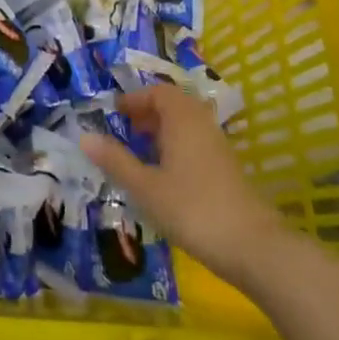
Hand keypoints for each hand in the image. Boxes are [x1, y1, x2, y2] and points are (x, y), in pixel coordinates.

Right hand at [80, 82, 287, 286]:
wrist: (253, 247)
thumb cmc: (192, 209)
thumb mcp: (145, 187)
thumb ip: (116, 161)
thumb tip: (85, 136)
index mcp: (182, 119)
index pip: (158, 92)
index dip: (134, 99)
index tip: (113, 113)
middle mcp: (202, 124)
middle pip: (174, 105)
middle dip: (147, 113)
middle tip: (124, 129)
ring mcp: (218, 147)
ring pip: (186, 125)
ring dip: (162, 131)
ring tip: (140, 152)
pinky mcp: (227, 169)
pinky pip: (196, 143)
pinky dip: (176, 147)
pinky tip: (164, 175)